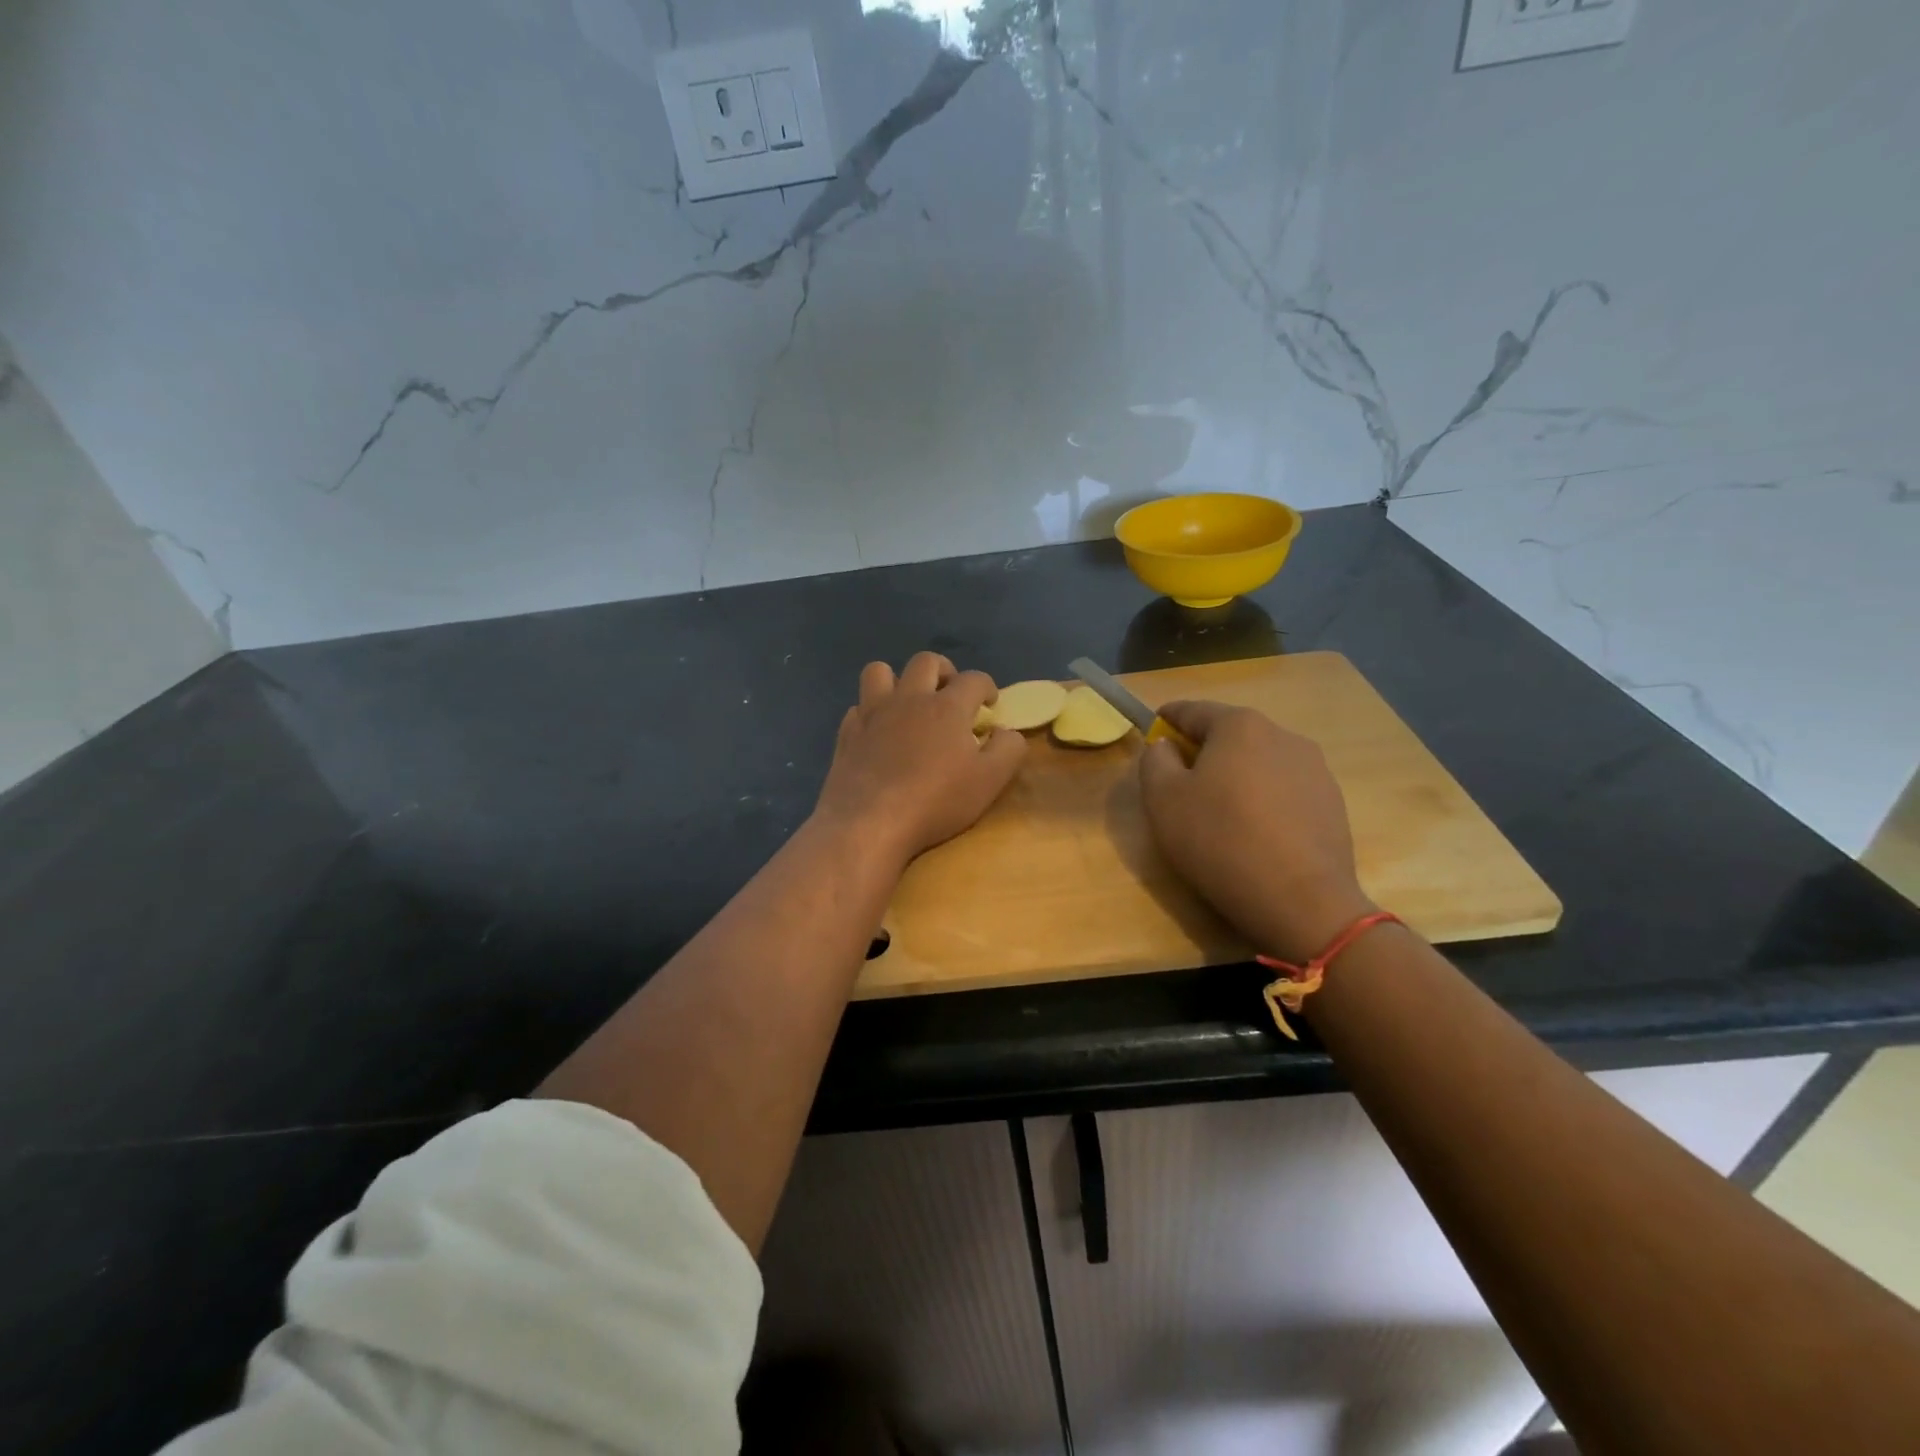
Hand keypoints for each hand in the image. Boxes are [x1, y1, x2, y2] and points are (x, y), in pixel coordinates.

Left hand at [813, 652, 1026, 866]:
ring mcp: (873, 713)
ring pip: (880, 671)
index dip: (987, 687)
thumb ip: (1008, 749)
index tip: (990, 704)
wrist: (870, 823)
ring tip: (908, 703)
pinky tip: (879, 732)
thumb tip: (1006, 732)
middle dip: (944, 670)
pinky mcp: (848, 733)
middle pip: (926, 662)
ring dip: (898, 680)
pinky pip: (859, 706)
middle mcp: (909, 698)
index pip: (974, 679)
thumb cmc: (936, 800)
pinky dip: (871, 712)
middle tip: (951, 695)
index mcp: (947, 706)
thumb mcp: (990, 780)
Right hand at [1139, 700, 1375, 961]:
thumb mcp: (1163, 800)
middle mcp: (1282, 734)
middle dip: (1203, 750)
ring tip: (1220, 811)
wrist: (1301, 901)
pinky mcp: (1332, 802)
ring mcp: (1315, 768)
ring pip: (1260, 761)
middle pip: (1230, 734)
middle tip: (1181, 781)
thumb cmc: (1220, 841)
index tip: (1152, 733)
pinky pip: (1285, 789)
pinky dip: (1264, 799)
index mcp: (1239, 726)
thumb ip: (1154, 761)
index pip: (1192, 710)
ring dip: (1237, 775)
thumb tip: (1166, 747)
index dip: (1167, 719)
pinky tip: (1255, 832)